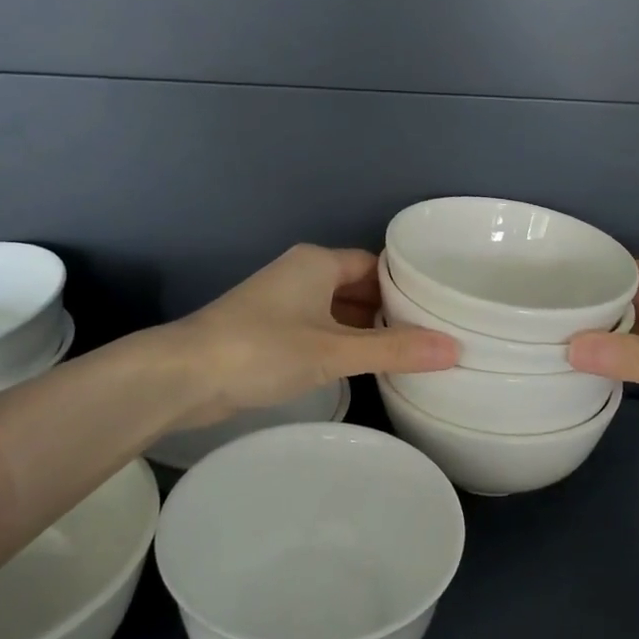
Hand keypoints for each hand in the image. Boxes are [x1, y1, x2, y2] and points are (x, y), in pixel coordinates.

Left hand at [165, 245, 457, 429]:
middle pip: (359, 286)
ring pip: (337, 310)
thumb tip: (455, 349)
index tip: (442, 309)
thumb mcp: (334, 351)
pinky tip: (361, 368)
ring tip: (407, 356)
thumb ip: (393, 350)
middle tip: (432, 338)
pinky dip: (341, 343)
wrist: (183, 376)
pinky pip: (318, 329)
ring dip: (365, 330)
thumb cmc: (262, 349)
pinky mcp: (268, 331)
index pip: (377, 265)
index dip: (407, 287)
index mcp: (318, 262)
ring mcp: (282, 302)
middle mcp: (302, 274)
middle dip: (390, 312)